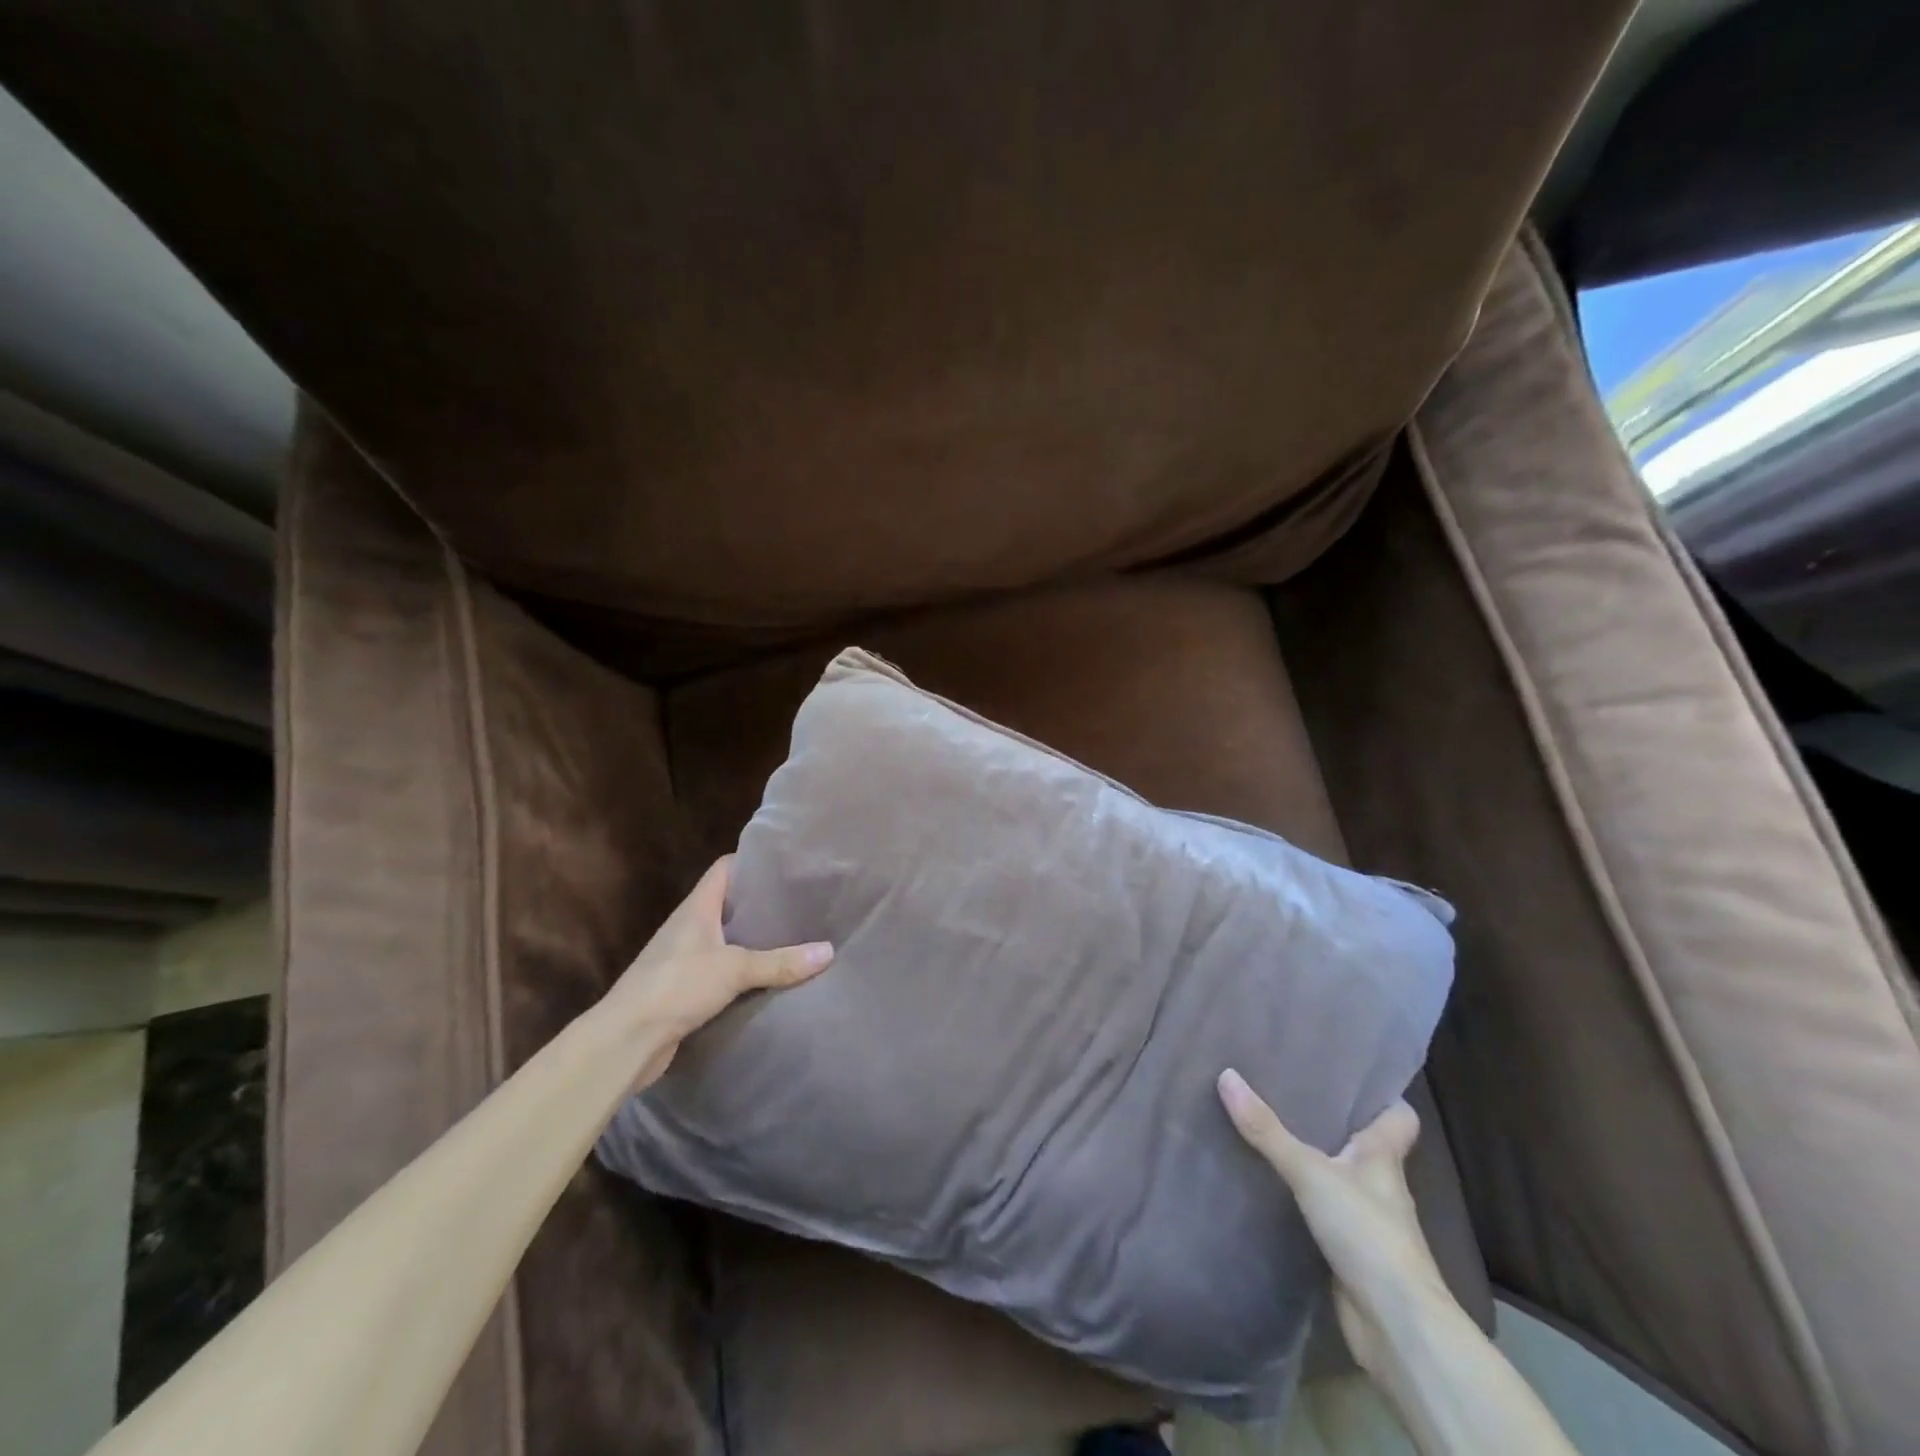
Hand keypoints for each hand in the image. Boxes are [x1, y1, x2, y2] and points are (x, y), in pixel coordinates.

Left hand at [605, 856, 833, 1088]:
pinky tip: (769, 978)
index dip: (752, 862)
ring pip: (727, 939)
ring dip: (754, 940)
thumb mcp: (735, 969)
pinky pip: (722, 970)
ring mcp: (684, 958)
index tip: (786, 865)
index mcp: (697, 908)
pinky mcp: (685, 989)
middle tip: (801, 903)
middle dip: (762, 903)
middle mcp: (689, 927)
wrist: (625, 1041)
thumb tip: (829, 951)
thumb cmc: (676, 986)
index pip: (725, 868)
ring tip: (794, 937)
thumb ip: (781, 962)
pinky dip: (744, 972)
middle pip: (729, 903)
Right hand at [1217, 1070, 1450, 1374]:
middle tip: (1287, 1090)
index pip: (1399, 1117)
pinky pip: (1322, 1211)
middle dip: (1332, 1121)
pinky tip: (1270, 1187)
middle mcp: (1380, 1185)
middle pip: (1362, 1143)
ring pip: (1339, 1177)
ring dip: (1313, 1160)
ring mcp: (1367, 1221)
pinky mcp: (1349, 1252)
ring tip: (1269, 1129)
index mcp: (1383, 1158)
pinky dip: (1302, 1199)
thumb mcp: (1311, 1172)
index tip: (1348, 1074)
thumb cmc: (1367, 1234)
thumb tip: (1226, 1075)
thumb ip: (1268, 1130)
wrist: (1396, 1327)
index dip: (1381, 1096)